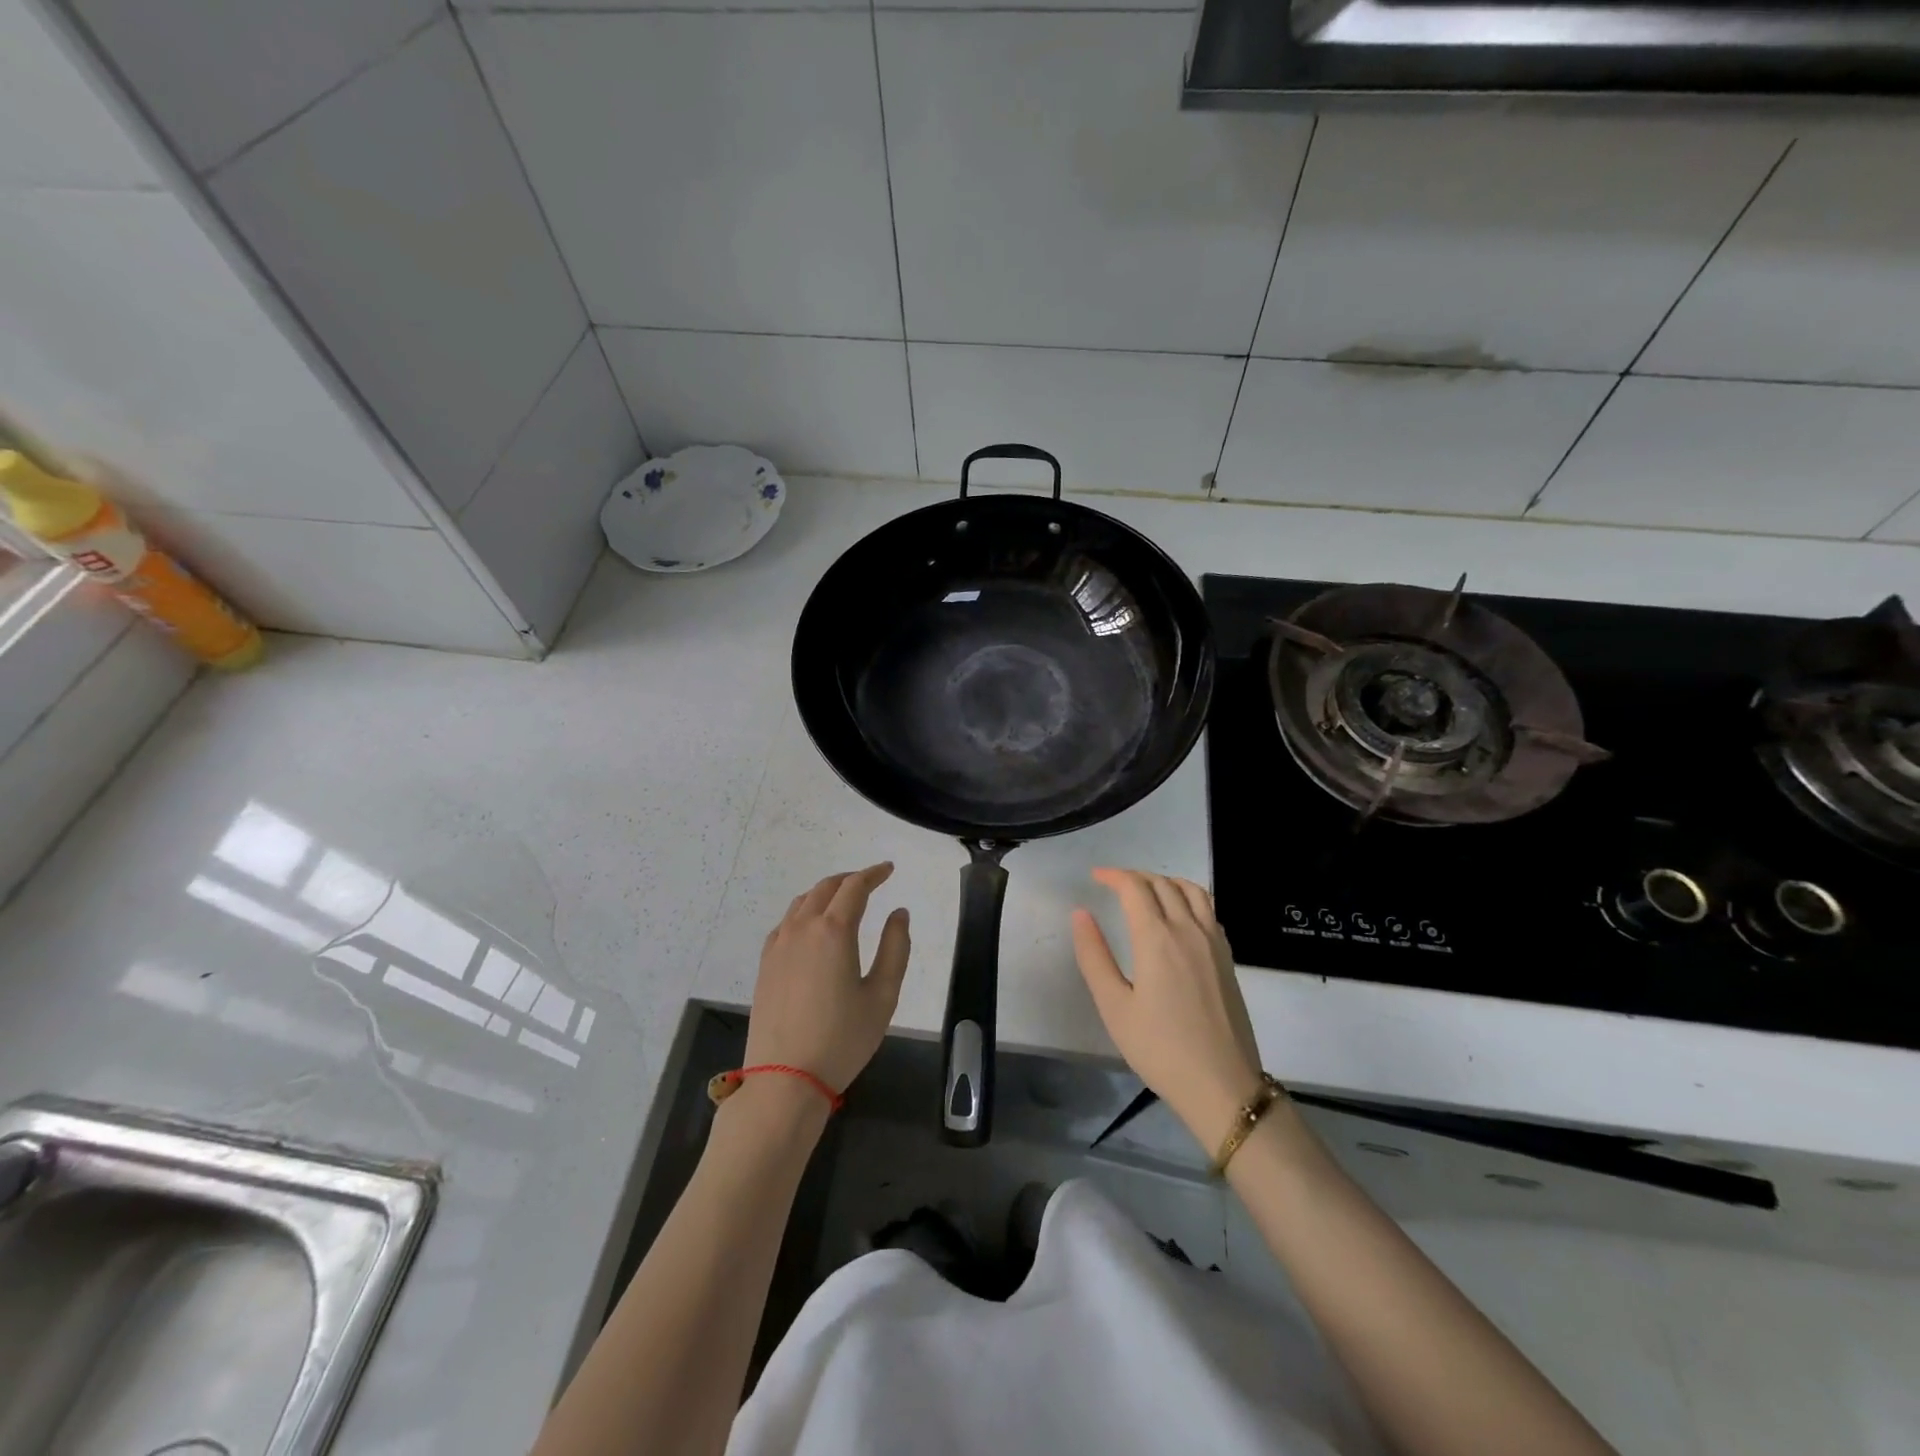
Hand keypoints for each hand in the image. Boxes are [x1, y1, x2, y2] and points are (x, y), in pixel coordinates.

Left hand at [744, 864, 910, 1094]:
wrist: (785, 1078)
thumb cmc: (842, 1039)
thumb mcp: (882, 996)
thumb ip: (895, 948)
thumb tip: (898, 913)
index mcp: (833, 931)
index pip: (854, 887)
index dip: (873, 874)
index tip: (888, 870)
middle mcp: (802, 928)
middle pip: (826, 888)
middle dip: (850, 879)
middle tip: (870, 881)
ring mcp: (779, 945)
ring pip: (802, 902)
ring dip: (825, 893)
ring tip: (843, 900)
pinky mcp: (765, 964)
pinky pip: (786, 923)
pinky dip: (804, 912)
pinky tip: (811, 927)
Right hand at [1071, 868, 1264, 1147]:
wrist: (1222, 1085)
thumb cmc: (1160, 1049)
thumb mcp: (1114, 1007)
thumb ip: (1094, 956)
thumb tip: (1081, 914)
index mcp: (1157, 938)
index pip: (1135, 888)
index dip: (1113, 876)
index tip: (1095, 877)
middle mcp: (1188, 929)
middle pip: (1163, 884)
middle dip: (1136, 876)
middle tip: (1114, 884)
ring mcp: (1213, 942)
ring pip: (1191, 890)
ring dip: (1165, 881)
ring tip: (1146, 891)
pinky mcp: (1227, 957)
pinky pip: (1208, 909)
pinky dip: (1188, 897)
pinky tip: (1177, 916)